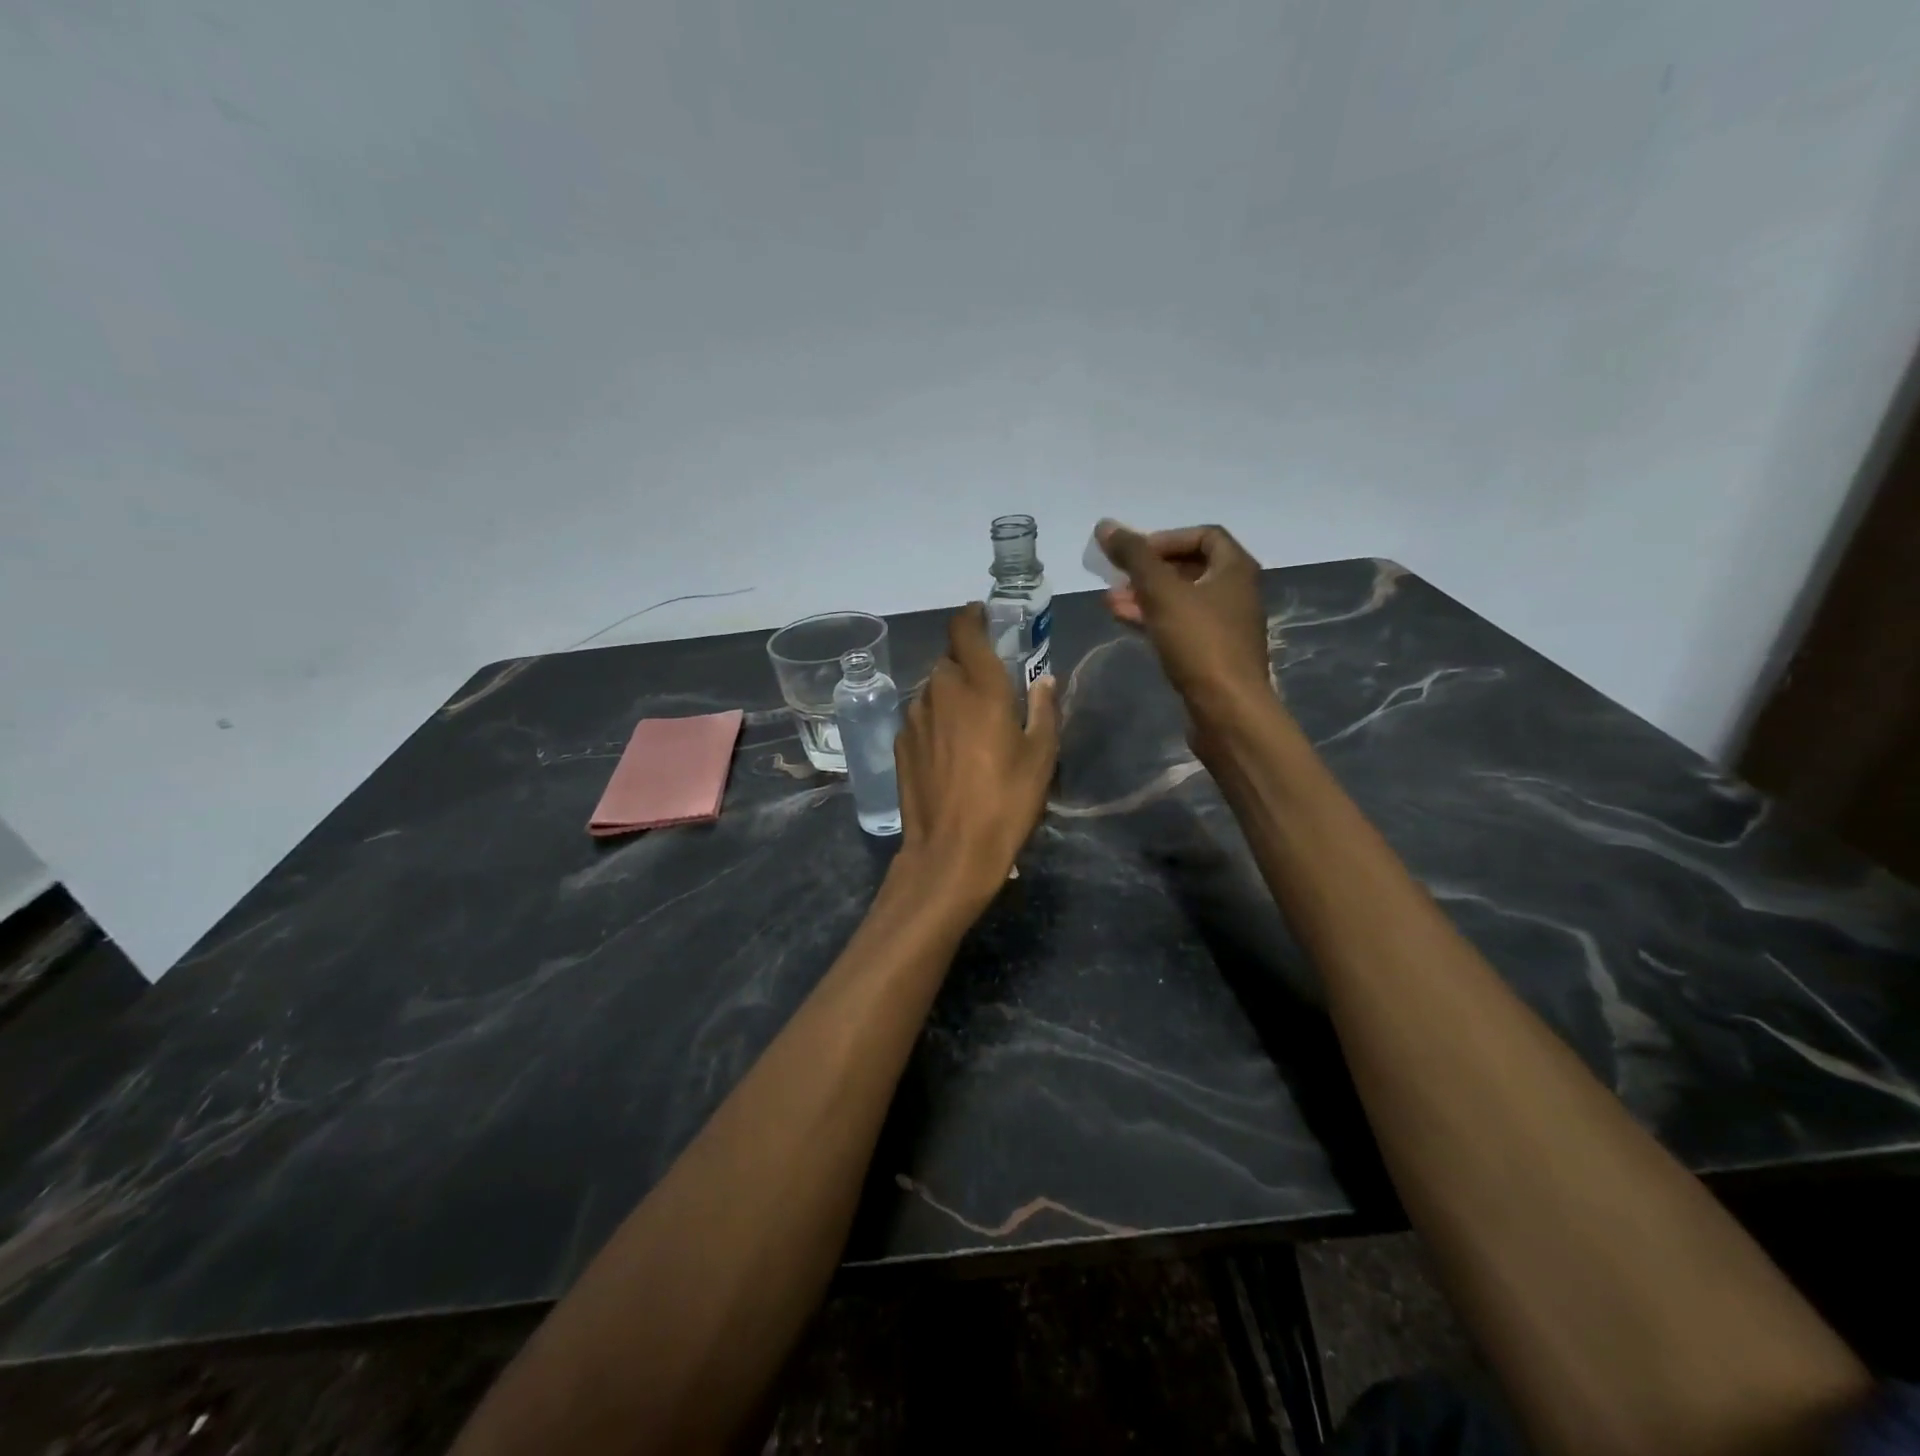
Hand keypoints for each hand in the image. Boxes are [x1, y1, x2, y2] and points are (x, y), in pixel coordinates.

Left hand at [894, 604, 1058, 904]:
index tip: (982, 615)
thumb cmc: (1006, 801)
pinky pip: (920, 716)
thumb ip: (1043, 710)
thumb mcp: (1041, 757)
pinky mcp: (900, 744)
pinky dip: (935, 719)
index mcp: (980, 687)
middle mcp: (941, 692)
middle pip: (948, 660)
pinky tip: (948, 748)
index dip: (972, 617)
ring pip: (932, 688)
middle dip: (966, 662)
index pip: (965, 631)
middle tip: (988, 685)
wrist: (950, 851)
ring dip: (949, 692)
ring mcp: (914, 718)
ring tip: (970, 721)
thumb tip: (1044, 680)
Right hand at [1097, 521, 1272, 721]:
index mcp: (1236, 569)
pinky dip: (1155, 620)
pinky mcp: (1213, 655)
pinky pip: (1181, 627)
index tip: (1135, 553)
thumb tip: (1106, 525)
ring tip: (1110, 602)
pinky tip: (1127, 624)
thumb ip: (1134, 556)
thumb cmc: (1200, 643)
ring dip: (1146, 597)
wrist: (1227, 710)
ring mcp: (1226, 626)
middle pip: (1190, 568)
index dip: (1166, 538)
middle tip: (1117, 578)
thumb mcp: (1161, 593)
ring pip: (1182, 600)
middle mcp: (1236, 593)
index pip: (1204, 535)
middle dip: (1150, 570)